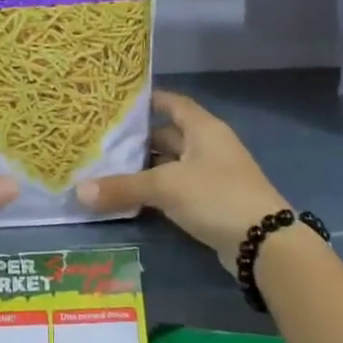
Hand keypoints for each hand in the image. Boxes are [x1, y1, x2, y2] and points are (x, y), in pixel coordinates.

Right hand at [76, 90, 288, 271]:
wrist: (264, 243)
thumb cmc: (216, 196)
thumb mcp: (165, 187)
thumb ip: (122, 187)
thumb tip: (78, 192)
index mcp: (203, 129)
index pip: (172, 103)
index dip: (148, 100)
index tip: (117, 102)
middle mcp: (208, 146)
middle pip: (168, 134)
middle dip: (137, 137)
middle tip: (100, 139)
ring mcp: (211, 175)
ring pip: (170, 163)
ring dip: (144, 166)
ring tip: (106, 167)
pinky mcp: (210, 201)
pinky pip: (176, 188)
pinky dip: (155, 189)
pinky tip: (130, 195)